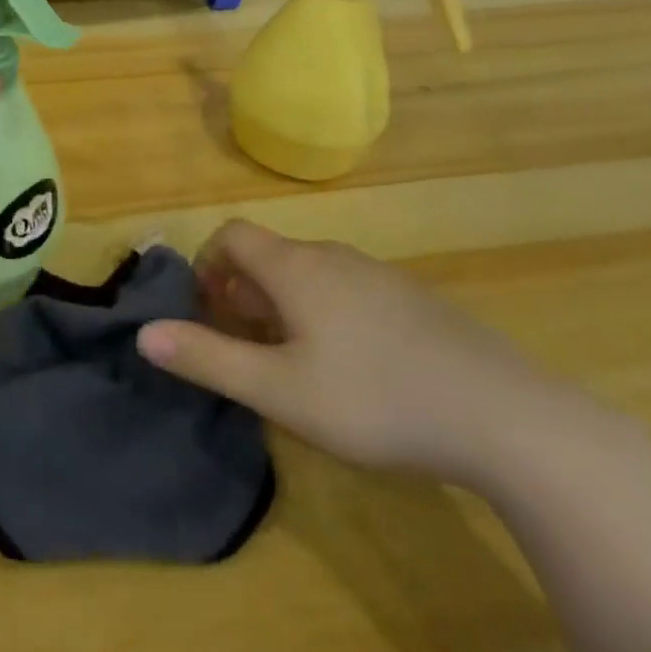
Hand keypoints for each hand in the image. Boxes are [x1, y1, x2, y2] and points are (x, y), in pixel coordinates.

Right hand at [136, 221, 614, 490]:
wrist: (506, 416)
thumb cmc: (374, 398)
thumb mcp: (279, 390)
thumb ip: (208, 358)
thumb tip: (144, 333)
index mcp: (295, 267)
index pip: (232, 234)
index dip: (206, 264)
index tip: (207, 312)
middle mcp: (333, 256)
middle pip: (270, 256)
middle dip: (243, 293)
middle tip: (246, 349)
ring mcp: (379, 275)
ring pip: (311, 275)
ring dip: (285, 306)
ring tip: (295, 364)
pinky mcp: (415, 301)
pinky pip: (349, 291)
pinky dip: (327, 314)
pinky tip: (356, 370)